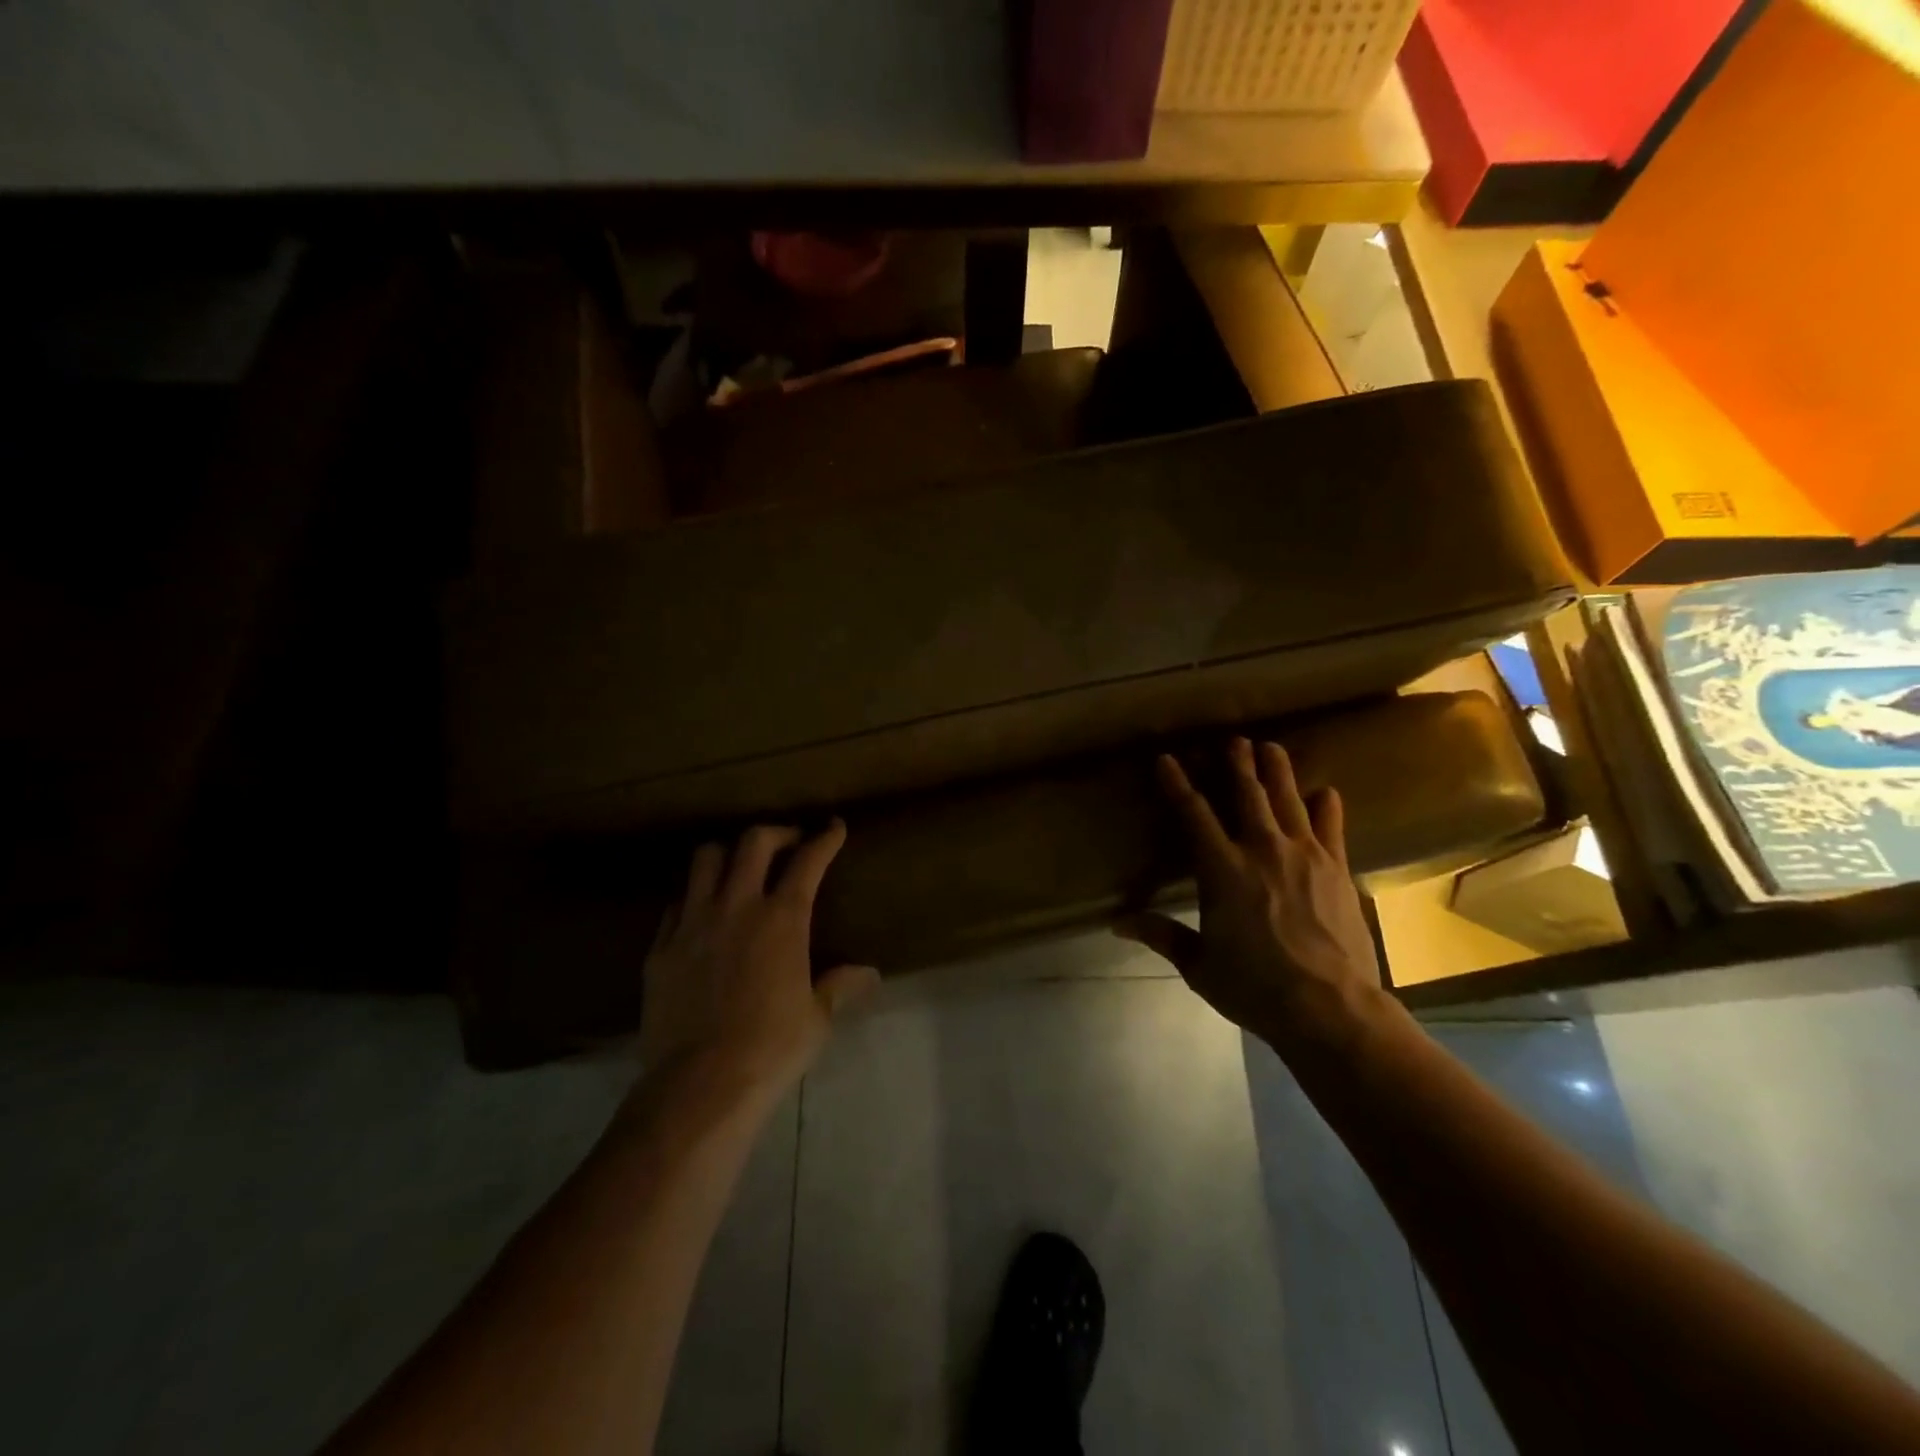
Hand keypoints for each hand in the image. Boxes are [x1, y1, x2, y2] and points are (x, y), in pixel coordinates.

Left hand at [640, 820, 878, 1099]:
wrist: (700, 1084)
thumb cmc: (771, 1048)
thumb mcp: (816, 1017)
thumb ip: (839, 985)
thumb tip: (869, 974)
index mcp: (782, 919)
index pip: (808, 861)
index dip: (825, 839)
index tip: (834, 827)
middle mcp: (737, 906)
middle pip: (753, 843)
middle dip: (777, 833)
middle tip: (789, 844)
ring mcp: (693, 923)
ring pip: (705, 859)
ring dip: (727, 855)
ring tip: (738, 870)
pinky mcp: (661, 947)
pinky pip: (676, 903)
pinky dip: (694, 898)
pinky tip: (702, 916)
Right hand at [1117, 738, 1384, 1050]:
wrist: (1330, 1008)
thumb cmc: (1255, 987)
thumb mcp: (1199, 965)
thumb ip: (1161, 935)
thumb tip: (1117, 922)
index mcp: (1221, 869)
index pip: (1193, 813)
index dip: (1177, 783)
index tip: (1167, 759)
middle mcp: (1261, 849)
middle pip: (1247, 793)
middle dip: (1237, 763)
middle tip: (1233, 739)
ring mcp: (1304, 854)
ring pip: (1288, 799)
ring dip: (1277, 770)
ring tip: (1271, 747)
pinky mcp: (1337, 868)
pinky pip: (1331, 825)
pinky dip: (1325, 805)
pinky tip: (1324, 792)